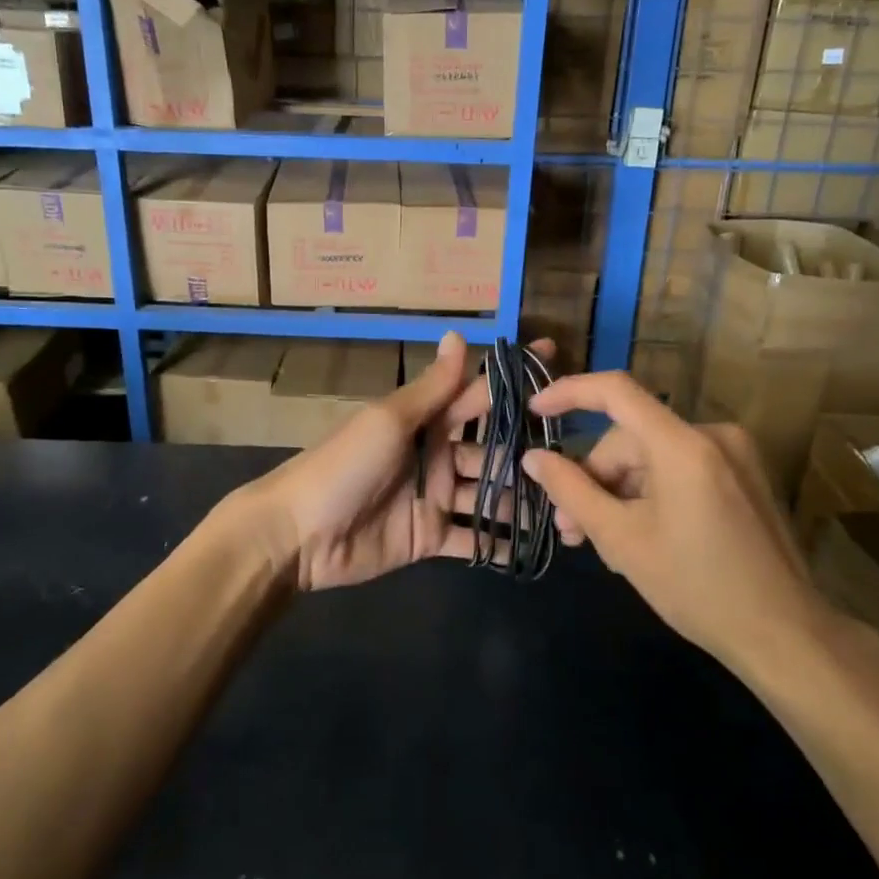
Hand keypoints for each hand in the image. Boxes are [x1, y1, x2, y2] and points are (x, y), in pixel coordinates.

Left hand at [244, 333, 553, 592]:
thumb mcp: (389, 420)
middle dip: (529, 454)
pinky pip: (472, 538)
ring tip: (568, 508)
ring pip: (490, 495)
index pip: (478, 396)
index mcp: (425, 420)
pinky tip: (537, 546)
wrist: (299, 534)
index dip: (514, 383)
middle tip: (579, 460)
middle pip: (492, 451)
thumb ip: (432, 388)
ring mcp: (435, 498)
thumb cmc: (345, 466)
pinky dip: (499, 542)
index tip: (558, 365)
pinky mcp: (431, 537)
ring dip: (523, 501)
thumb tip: (458, 333)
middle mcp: (435, 454)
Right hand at [520, 372, 842, 678]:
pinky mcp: (745, 476)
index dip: (569, 393)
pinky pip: (680, 470)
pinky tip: (640, 536)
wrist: (786, 636)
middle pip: (630, 440)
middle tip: (570, 530)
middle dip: (595, 480)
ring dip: (620, 494)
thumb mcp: (621, 540)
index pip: (616, 391)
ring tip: (603, 543)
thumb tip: (533, 458)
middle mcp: (713, 435)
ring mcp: (734, 455)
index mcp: (683, 445)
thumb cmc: (697, 588)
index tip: (534, 411)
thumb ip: (571, 491)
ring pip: (652, 459)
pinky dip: (651, 495)